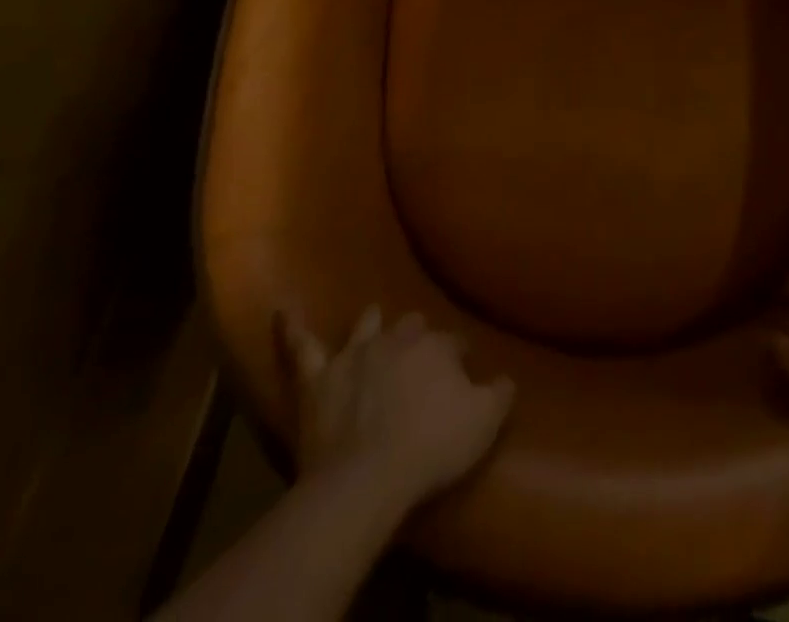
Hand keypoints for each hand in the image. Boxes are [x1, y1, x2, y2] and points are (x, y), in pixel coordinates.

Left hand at [278, 306, 514, 510]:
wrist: (366, 479)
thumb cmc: (431, 449)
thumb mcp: (484, 423)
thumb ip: (499, 394)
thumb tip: (506, 378)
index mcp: (437, 348)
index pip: (454, 343)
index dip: (458, 357)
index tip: (463, 371)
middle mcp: (397, 339)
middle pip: (412, 327)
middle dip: (417, 336)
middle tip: (420, 355)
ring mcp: (355, 355)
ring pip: (367, 325)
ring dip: (373, 324)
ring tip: (375, 320)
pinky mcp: (318, 379)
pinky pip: (302, 347)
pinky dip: (293, 328)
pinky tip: (283, 310)